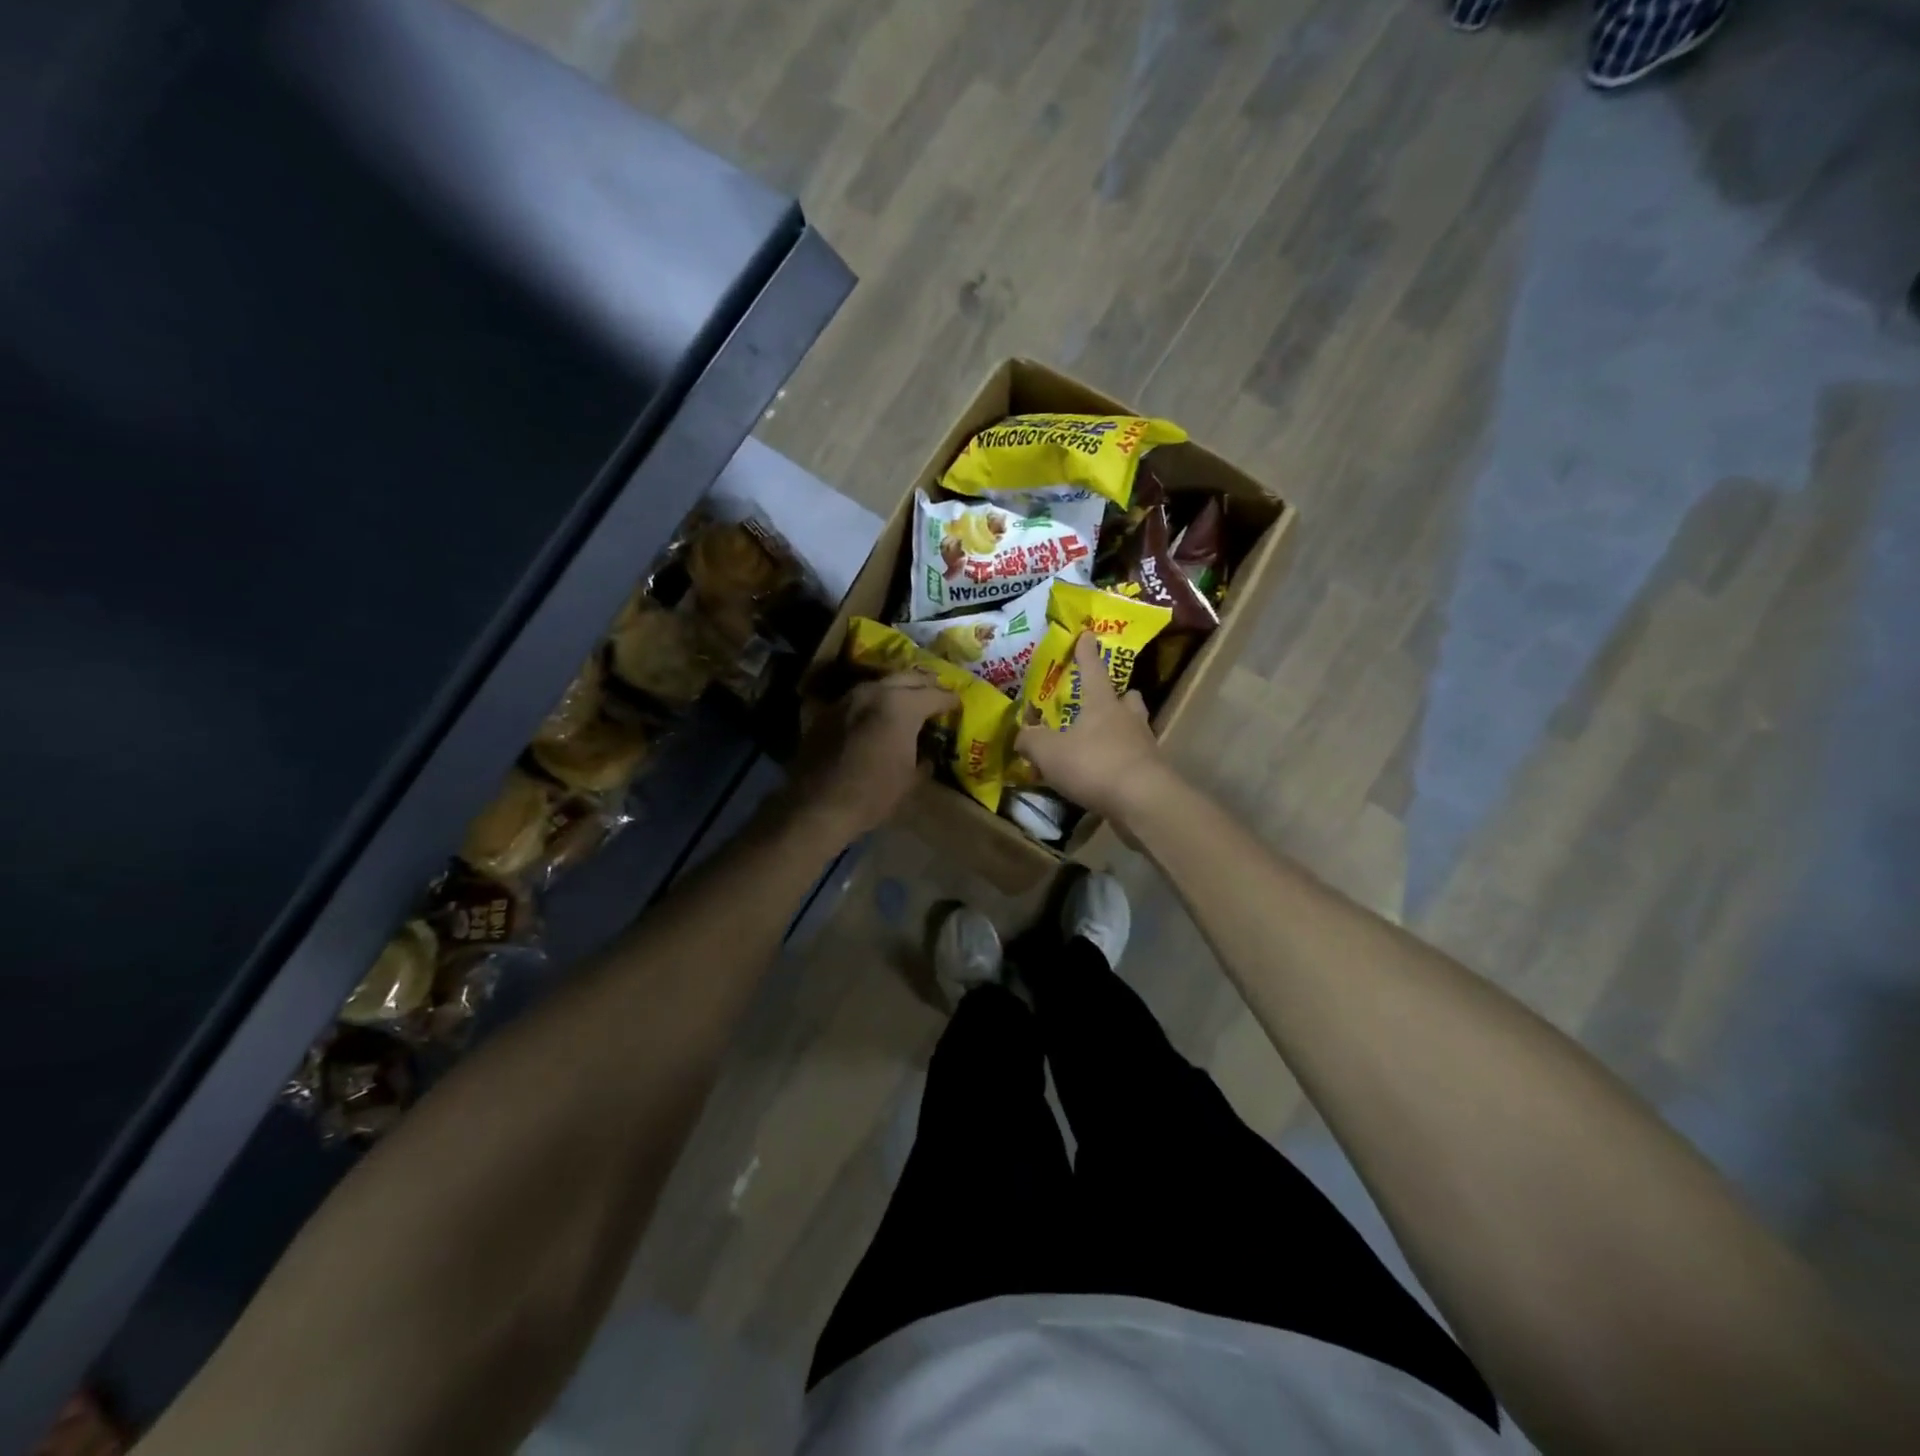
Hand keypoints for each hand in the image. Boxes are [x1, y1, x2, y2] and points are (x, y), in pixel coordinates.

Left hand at [789, 671, 957, 840]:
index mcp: (902, 706)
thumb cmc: (873, 795)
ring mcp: (848, 698)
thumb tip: (926, 753)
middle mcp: (875, 692)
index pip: (935, 694)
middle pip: (907, 677)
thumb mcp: (910, 780)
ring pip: (880, 683)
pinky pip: (858, 698)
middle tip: (936, 692)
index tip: (957, 704)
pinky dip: (873, 702)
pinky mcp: (828, 710)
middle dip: (925, 684)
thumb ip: (924, 758)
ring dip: (897, 689)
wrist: (817, 805)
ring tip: (908, 700)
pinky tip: (877, 714)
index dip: (950, 699)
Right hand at [1014, 632, 1173, 827]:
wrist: (1142, 801)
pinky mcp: (1150, 773)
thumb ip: (1031, 740)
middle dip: (1118, 697)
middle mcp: (1127, 718)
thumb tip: (1021, 735)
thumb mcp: (1049, 752)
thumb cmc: (1093, 764)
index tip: (1088, 635)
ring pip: (1134, 728)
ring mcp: (1144, 745)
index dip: (1086, 653)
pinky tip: (1105, 774)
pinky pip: (1133, 758)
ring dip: (1120, 730)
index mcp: (1102, 703)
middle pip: (1127, 698)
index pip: (1093, 669)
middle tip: (1105, 701)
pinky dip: (1120, 761)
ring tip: (1102, 740)